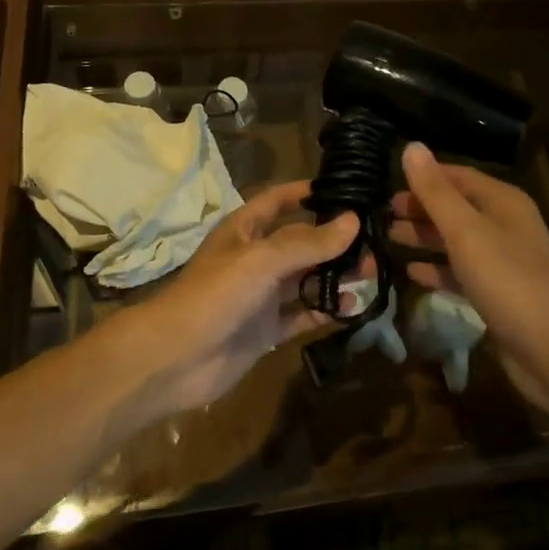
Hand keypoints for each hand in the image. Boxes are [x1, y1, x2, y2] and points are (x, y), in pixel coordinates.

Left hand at [122, 181, 358, 416]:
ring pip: (306, 279)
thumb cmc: (215, 294)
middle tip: (372, 243)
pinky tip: (353, 309)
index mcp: (245, 230)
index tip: (343, 190)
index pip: (278, 200)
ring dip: (335, 275)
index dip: (305, 193)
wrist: (176, 359)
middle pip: (300, 242)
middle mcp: (255, 258)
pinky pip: (303, 315)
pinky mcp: (267, 329)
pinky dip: (326, 311)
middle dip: (333, 241)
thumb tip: (353, 221)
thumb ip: (308, 242)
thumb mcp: (262, 260)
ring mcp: (261, 295)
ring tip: (371, 274)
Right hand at [392, 143, 548, 413]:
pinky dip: (438, 270)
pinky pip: (462, 273)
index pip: (458, 176)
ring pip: (457, 241)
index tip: (387, 183)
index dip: (424, 177)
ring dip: (424, 238)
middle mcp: (506, 226)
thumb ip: (436, 192)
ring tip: (387, 237)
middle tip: (381, 214)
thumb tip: (411, 146)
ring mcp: (504, 263)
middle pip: (457, 207)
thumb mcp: (467, 233)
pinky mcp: (499, 296)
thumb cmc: (510, 283)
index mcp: (504, 202)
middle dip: (421, 208)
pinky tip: (411, 274)